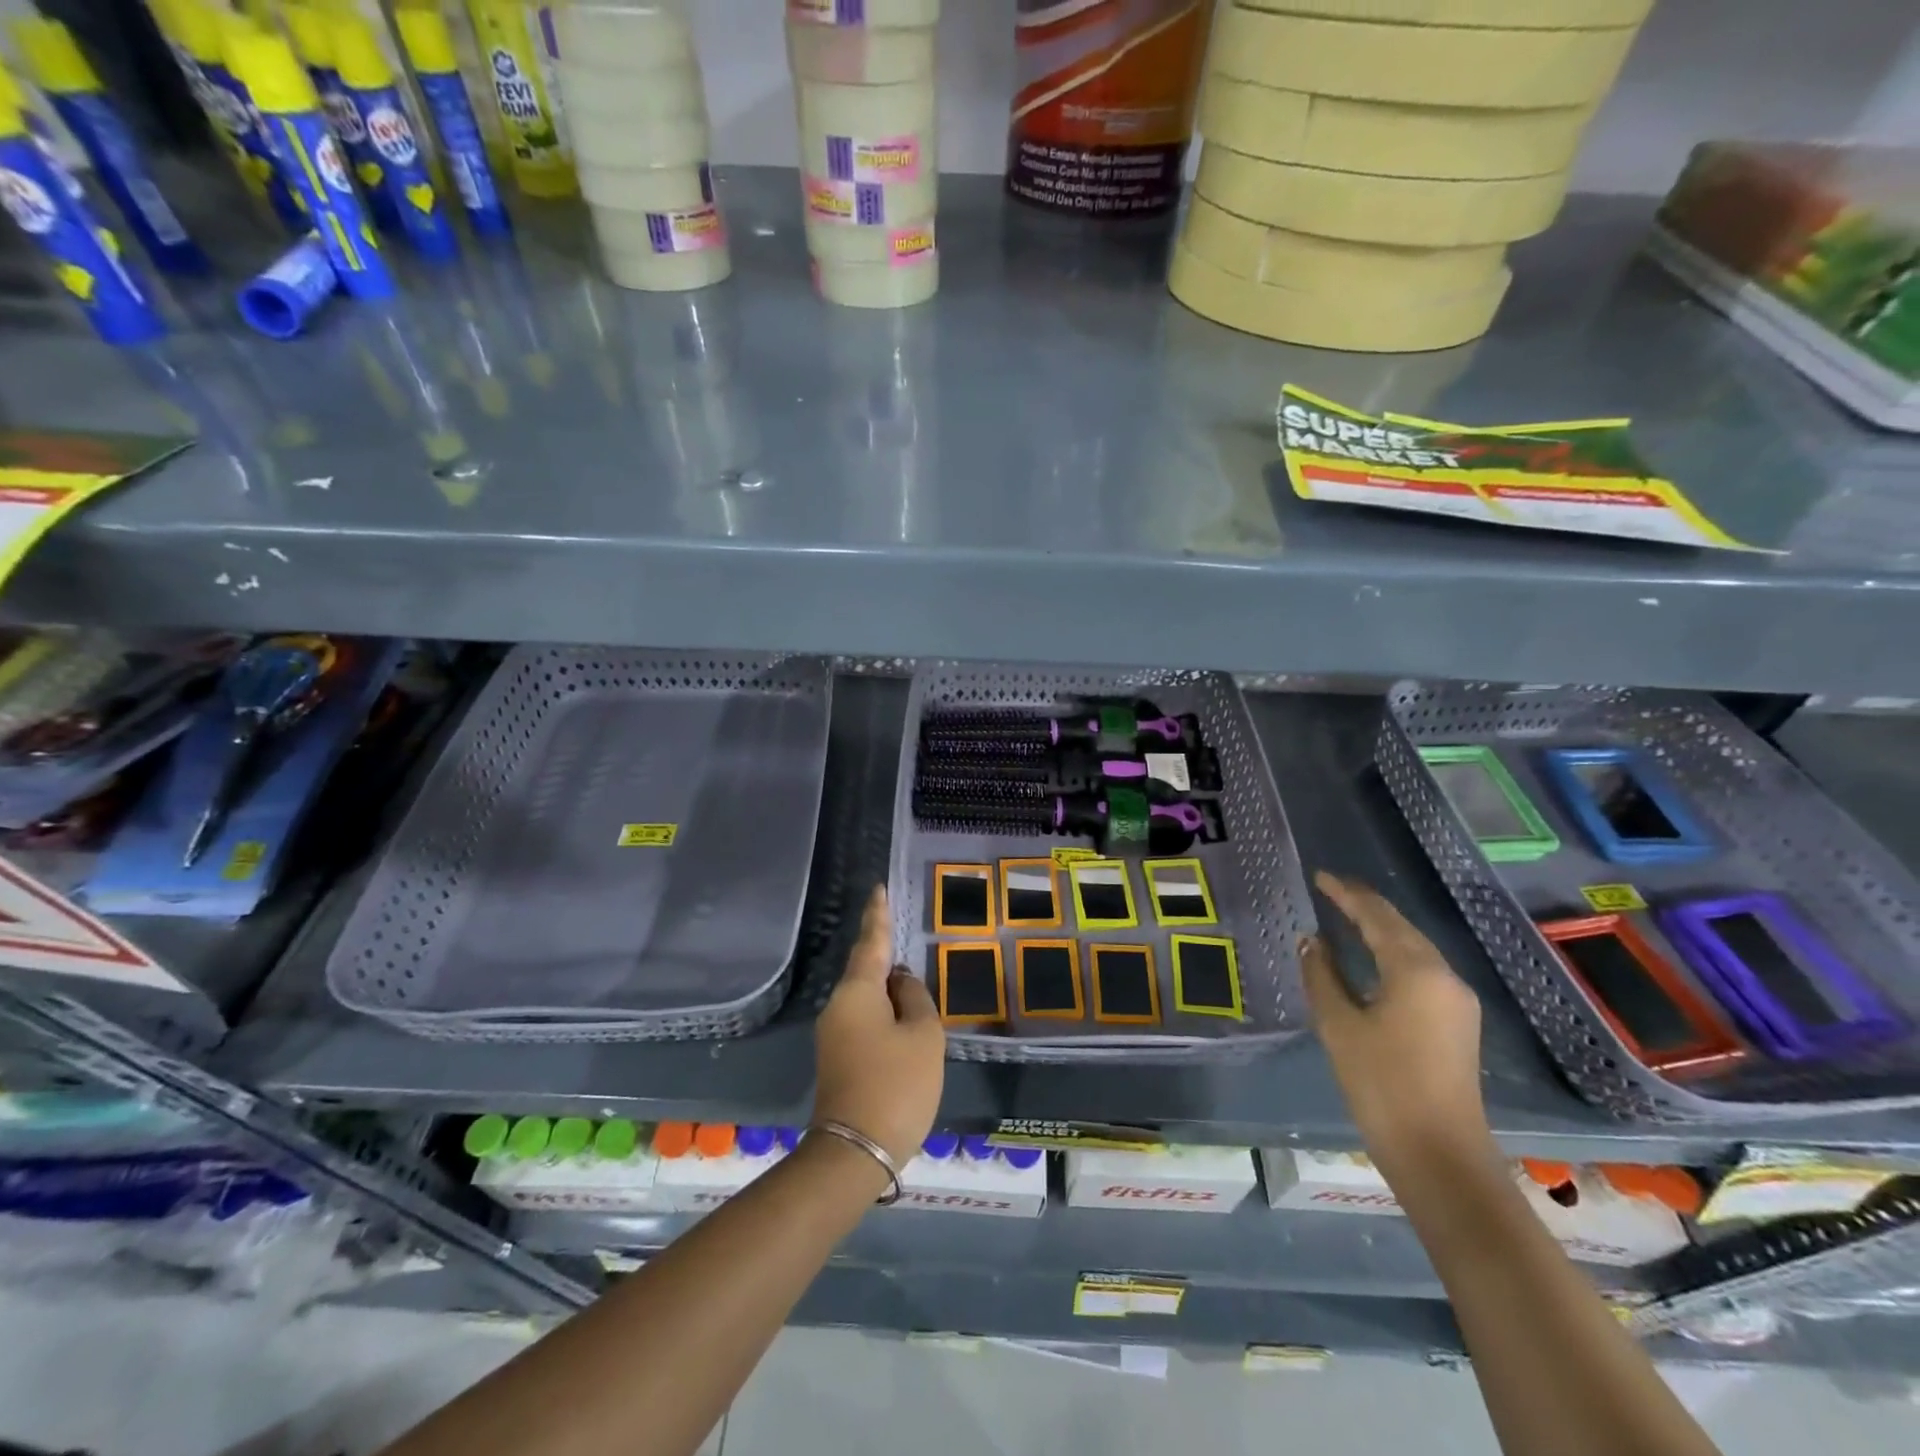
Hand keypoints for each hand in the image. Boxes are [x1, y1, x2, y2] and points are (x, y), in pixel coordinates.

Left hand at [812, 886, 944, 1164]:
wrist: (856, 1151)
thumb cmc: (896, 1084)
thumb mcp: (923, 1035)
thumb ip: (916, 998)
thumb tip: (901, 981)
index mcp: (857, 991)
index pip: (871, 941)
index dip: (878, 915)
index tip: (878, 889)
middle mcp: (838, 1005)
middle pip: (866, 970)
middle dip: (886, 956)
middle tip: (907, 939)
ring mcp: (834, 1034)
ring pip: (867, 998)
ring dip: (889, 992)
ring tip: (915, 988)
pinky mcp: (838, 1057)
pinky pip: (865, 1020)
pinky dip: (885, 1014)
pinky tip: (903, 1021)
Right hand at [1301, 871, 1496, 1181]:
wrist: (1439, 1155)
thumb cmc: (1381, 1084)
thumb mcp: (1338, 1025)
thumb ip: (1321, 975)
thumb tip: (1311, 941)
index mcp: (1415, 970)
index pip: (1376, 916)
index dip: (1346, 894)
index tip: (1320, 876)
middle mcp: (1444, 976)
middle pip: (1400, 927)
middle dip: (1365, 906)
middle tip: (1330, 890)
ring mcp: (1456, 1001)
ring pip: (1413, 948)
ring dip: (1379, 929)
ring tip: (1345, 916)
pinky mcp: (1456, 1023)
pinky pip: (1420, 970)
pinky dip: (1391, 954)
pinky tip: (1370, 959)